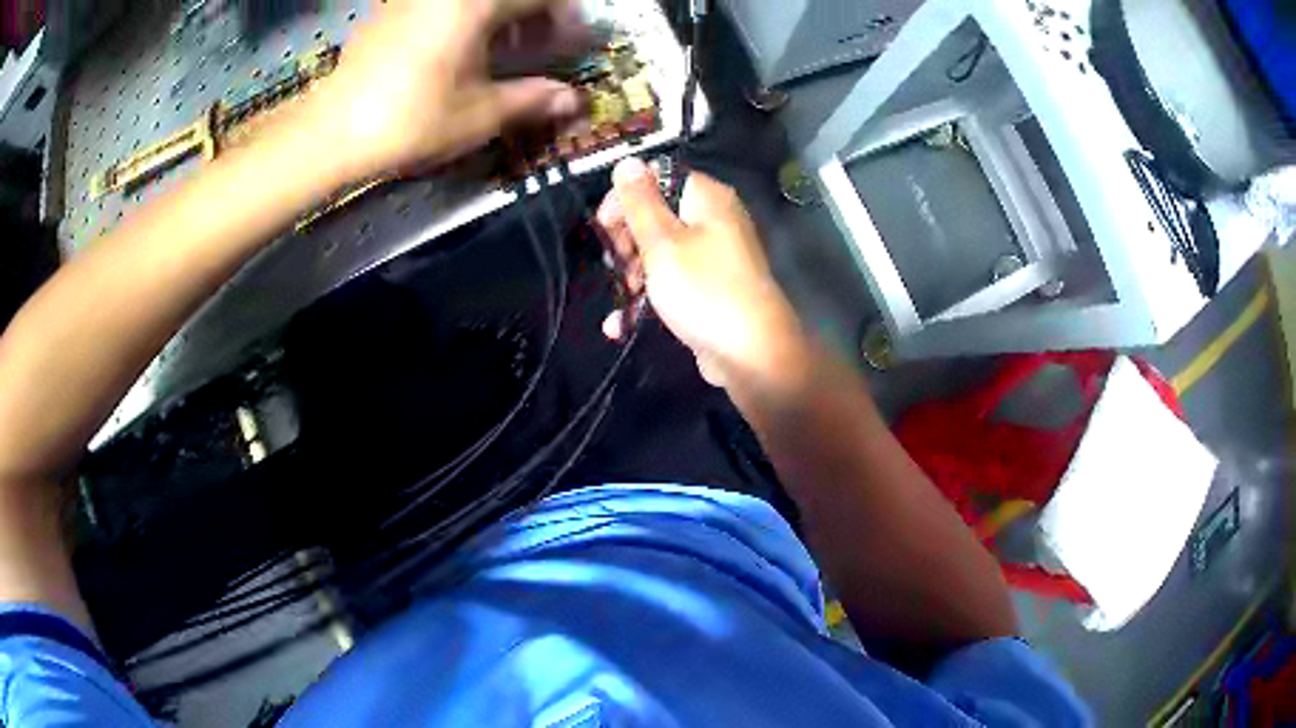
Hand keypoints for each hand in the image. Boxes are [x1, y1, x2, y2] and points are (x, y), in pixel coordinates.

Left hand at [311, 0, 587, 179]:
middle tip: (536, 46)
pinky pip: (440, 4)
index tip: (568, 46)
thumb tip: (574, 100)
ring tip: (496, 49)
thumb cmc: (411, 119)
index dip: (565, 19)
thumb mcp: (480, 113)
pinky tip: (453, 49)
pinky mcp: (389, 10)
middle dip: (532, 14)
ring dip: (497, 15)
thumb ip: (533, 99)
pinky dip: (462, 17)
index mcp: (477, 3)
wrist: (331, 131)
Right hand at [596, 158, 807, 387]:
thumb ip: (640, 202)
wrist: (752, 354)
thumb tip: (628, 160)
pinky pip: (674, 283)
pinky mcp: (712, 290)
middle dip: (628, 241)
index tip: (604, 228)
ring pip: (662, 253)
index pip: (657, 178)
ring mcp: (715, 257)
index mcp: (707, 198)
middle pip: (658, 215)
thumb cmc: (703, 289)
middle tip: (616, 265)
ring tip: (624, 296)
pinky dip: (651, 297)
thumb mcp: (661, 242)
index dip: (625, 199)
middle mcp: (715, 221)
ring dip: (635, 274)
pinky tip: (622, 324)